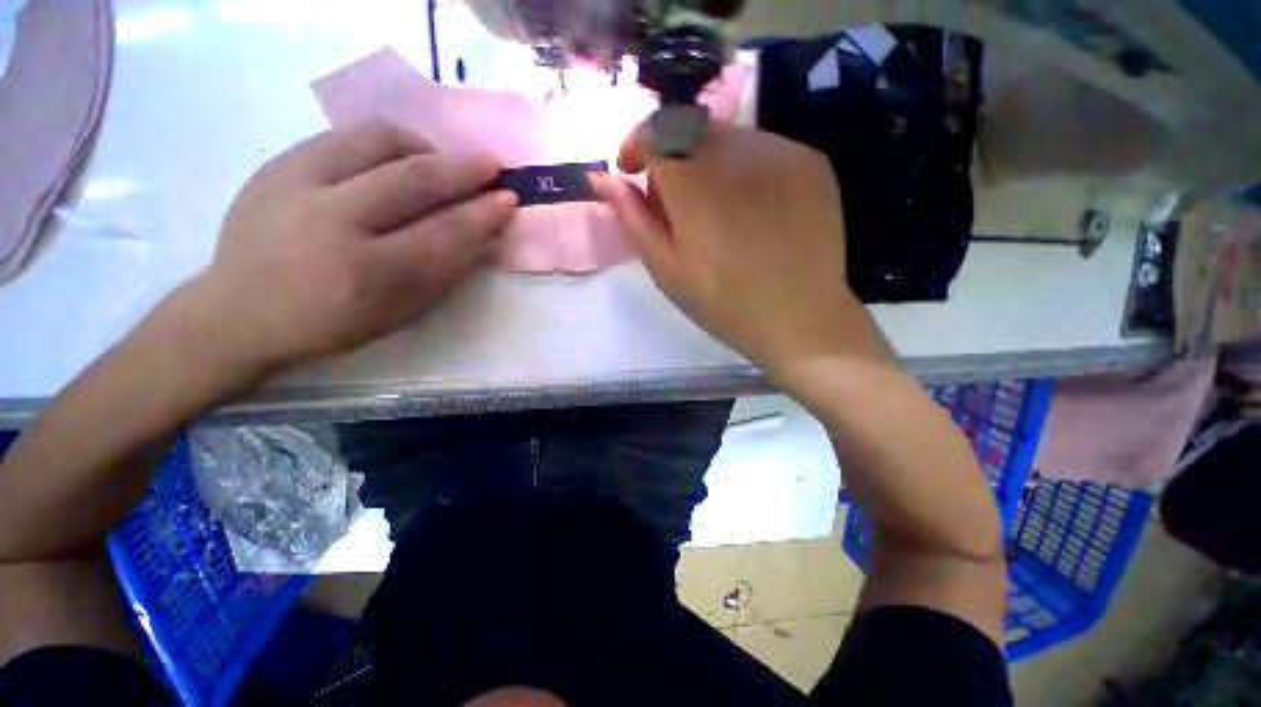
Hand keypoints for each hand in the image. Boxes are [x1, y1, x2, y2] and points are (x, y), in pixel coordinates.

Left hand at [199, 121, 518, 370]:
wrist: (239, 311)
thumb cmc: (331, 323)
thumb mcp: (400, 313)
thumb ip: (445, 272)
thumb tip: (483, 234)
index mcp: (367, 272)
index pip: (443, 233)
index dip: (482, 214)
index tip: (509, 199)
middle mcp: (330, 220)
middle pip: (412, 178)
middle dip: (462, 169)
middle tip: (491, 166)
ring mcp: (296, 184)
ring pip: (375, 141)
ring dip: (424, 147)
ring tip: (442, 161)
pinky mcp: (276, 164)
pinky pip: (343, 136)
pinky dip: (384, 143)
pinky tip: (398, 158)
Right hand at [590, 121, 883, 375]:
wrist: (801, 319)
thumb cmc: (724, 304)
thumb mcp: (667, 270)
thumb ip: (633, 218)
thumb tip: (601, 178)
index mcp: (696, 185)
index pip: (656, 129)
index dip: (637, 144)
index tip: (633, 171)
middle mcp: (740, 154)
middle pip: (691, 127)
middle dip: (671, 156)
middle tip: (675, 203)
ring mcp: (783, 153)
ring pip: (728, 136)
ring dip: (707, 162)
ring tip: (715, 211)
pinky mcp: (811, 162)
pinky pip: (764, 148)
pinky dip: (743, 168)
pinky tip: (751, 210)